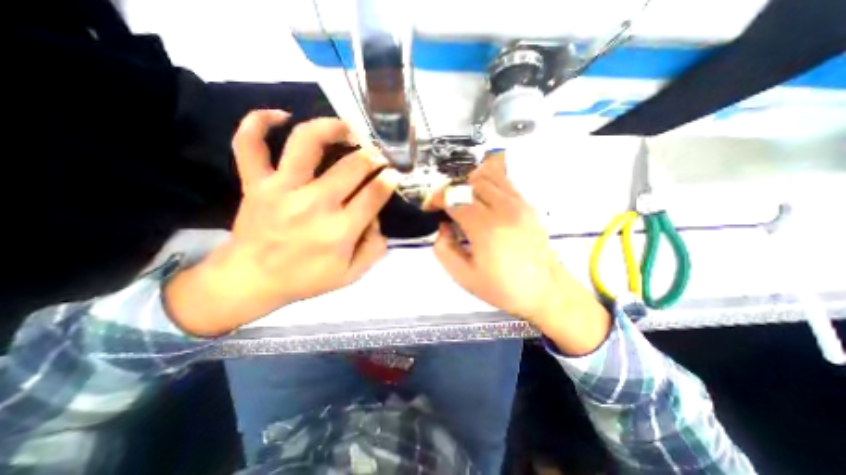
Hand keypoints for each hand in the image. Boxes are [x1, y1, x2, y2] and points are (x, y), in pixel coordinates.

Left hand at [169, 109, 402, 336]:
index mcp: (339, 230)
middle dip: (372, 156)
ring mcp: (281, 189)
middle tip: (378, 155)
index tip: (394, 173)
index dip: (389, 180)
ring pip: (306, 143)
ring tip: (346, 128)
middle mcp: (314, 204)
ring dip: (330, 128)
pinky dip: (259, 122)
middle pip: (351, 166)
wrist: (251, 280)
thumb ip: (374, 249)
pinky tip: (281, 116)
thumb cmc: (305, 279)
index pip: (374, 195)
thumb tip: (377, 220)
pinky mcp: (255, 183)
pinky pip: (250, 145)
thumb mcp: (351, 275)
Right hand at [430, 154, 608, 353]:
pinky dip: (486, 182)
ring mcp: (519, 203)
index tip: (430, 208)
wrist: (545, 291)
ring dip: (467, 184)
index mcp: (486, 228)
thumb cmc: (504, 288)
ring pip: (486, 175)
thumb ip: (443, 249)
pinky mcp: (527, 204)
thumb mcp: (463, 276)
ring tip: (462, 201)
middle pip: (468, 182)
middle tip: (444, 206)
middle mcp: (504, 209)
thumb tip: (444, 226)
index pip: (454, 198)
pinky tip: (481, 198)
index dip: (436, 199)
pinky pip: (503, 180)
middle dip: (450, 190)